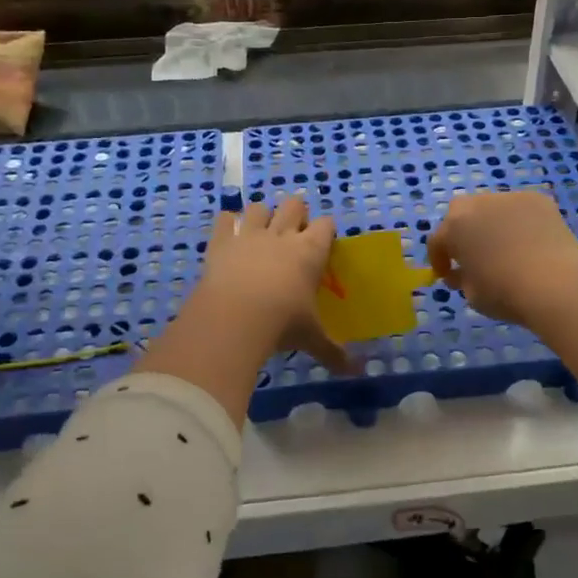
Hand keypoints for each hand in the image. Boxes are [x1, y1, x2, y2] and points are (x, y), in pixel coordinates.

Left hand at [197, 196, 348, 370]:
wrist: (234, 318)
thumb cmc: (282, 323)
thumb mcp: (311, 339)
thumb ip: (334, 352)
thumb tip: (356, 373)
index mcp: (310, 251)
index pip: (326, 225)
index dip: (325, 230)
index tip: (324, 242)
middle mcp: (282, 235)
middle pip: (294, 204)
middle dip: (296, 213)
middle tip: (293, 234)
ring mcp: (249, 234)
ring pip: (259, 207)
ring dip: (261, 216)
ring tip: (261, 233)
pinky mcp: (221, 241)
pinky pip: (224, 219)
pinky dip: (227, 225)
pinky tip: (229, 237)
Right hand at [426, 190, 577, 325]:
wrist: (556, 283)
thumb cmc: (505, 293)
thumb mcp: (472, 295)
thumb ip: (461, 279)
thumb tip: (462, 272)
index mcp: (455, 227)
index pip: (438, 240)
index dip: (439, 259)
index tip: (447, 275)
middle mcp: (478, 204)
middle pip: (461, 213)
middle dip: (463, 231)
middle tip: (472, 253)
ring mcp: (509, 198)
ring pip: (492, 207)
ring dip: (491, 223)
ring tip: (505, 246)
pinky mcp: (537, 199)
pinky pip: (519, 209)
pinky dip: (519, 222)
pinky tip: (530, 242)